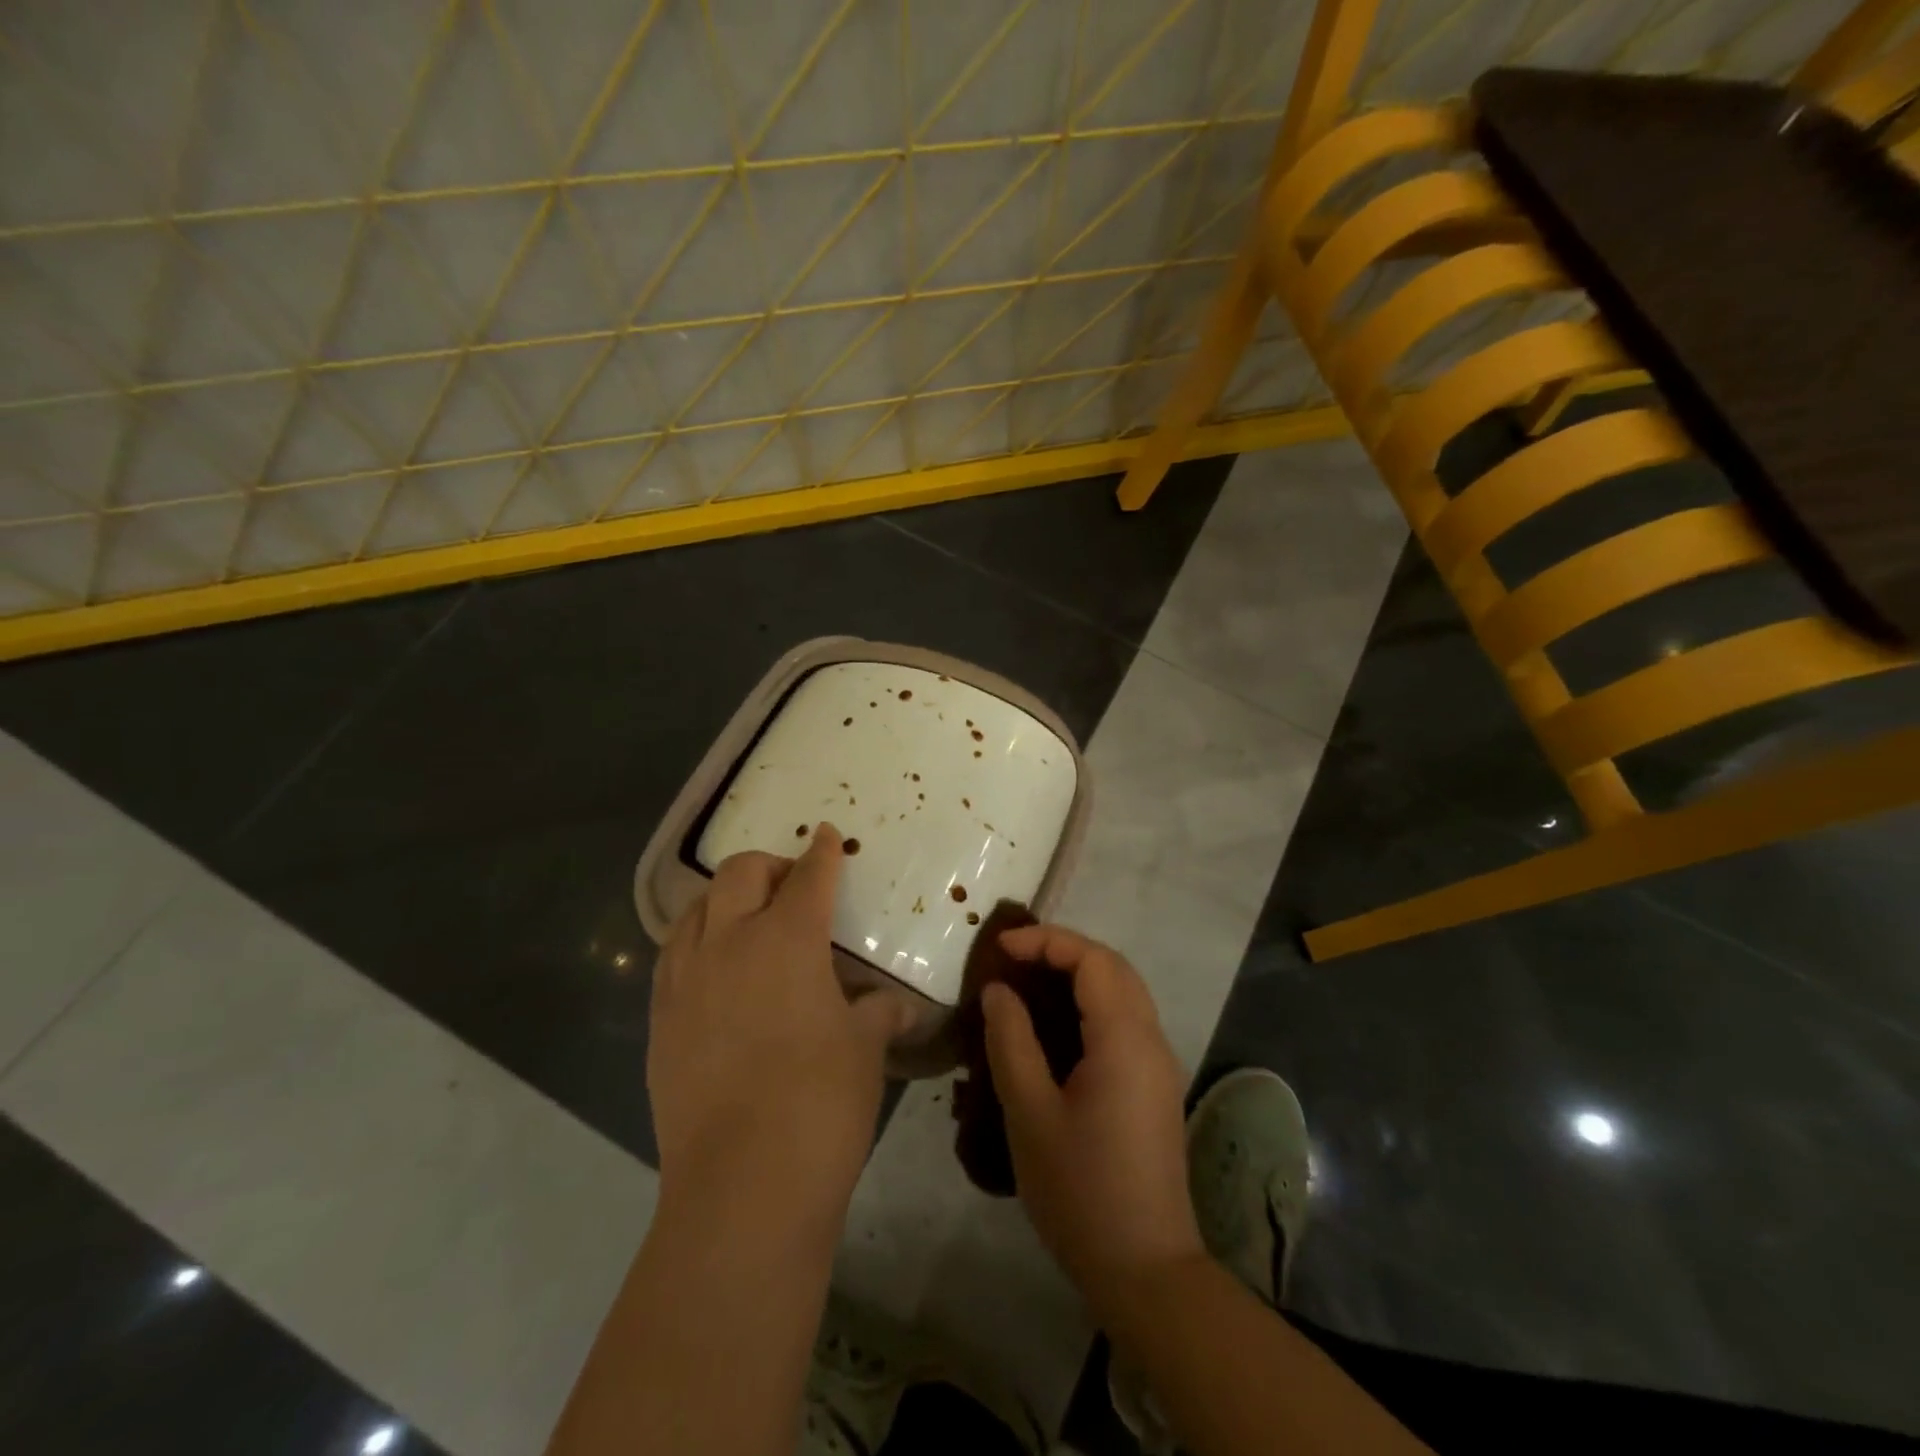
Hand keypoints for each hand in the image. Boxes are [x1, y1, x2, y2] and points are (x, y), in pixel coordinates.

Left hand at [648, 824, 916, 1234]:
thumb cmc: (821, 1102)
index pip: (808, 877)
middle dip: (770, 865)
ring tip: (748, 918)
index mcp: (787, 939)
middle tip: (792, 884)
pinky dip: (697, 941)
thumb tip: (895, 1005)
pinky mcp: (660, 1020)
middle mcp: (729, 943)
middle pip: (741, 874)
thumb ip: (878, 1012)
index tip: (827, 835)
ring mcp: (686, 980)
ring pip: (697, 909)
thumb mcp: (864, 1048)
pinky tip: (714, 968)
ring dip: (726, 899)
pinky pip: (674, 956)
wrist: (743, 1185)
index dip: (822, 852)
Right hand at [981, 925, 1203, 1310]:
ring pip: (1124, 991)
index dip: (1046, 942)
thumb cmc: (1080, 1190)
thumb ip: (1011, 1041)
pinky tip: (1057, 1024)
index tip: (1000, 949)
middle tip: (1014, 959)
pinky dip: (1092, 1001)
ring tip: (1029, 982)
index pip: (1092, 959)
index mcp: (1125, 1039)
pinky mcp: (1155, 1086)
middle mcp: (1151, 1039)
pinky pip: (1126, 1019)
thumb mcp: (1030, 1113)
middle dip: (1064, 950)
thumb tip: (998, 991)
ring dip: (1080, 973)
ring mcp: (1159, 1064)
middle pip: (1113, 967)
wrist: (1145, 1269)